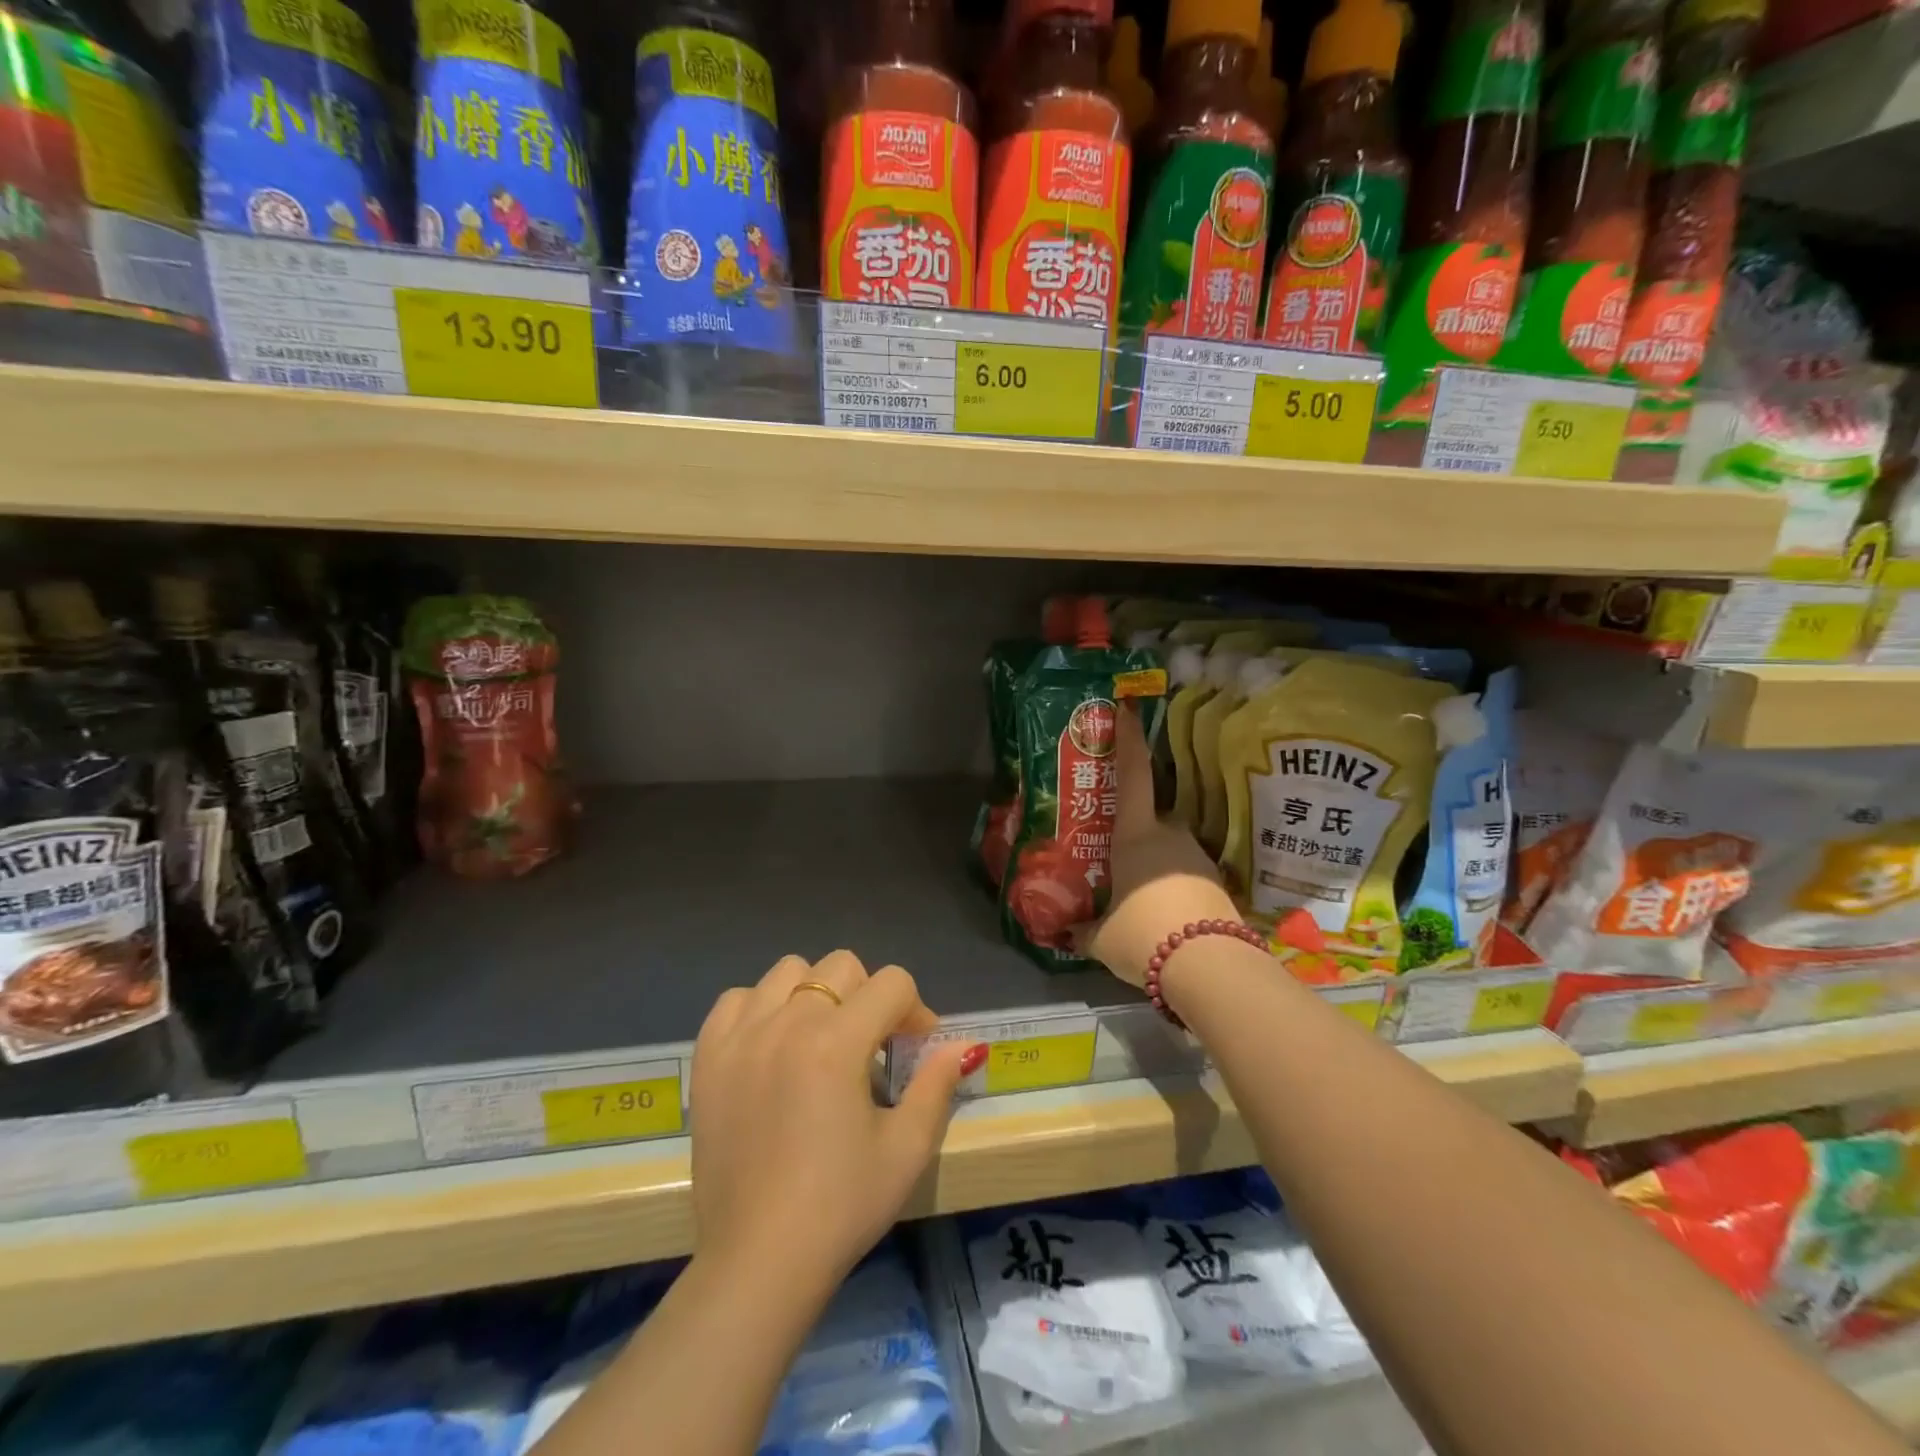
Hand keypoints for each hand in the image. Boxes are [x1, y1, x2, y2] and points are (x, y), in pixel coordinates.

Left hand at [689, 951, 974, 1290]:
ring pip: (788, 970)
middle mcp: (787, 1023)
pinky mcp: (708, 1057)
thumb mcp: (907, 1149)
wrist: (759, 1262)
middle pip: (841, 965)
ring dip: (815, 994)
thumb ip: (937, 1084)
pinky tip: (771, 1046)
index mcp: (838, 1041)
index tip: (913, 1050)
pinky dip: (759, 1009)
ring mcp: (741, 1036)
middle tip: (870, 1046)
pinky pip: (735, 1000)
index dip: (915, 1010)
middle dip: (868, 995)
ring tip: (819, 1040)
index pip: (893, 983)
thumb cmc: (841, 1207)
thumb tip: (963, 1045)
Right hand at [1077, 704, 1240, 987]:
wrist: (1209, 966)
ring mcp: (1198, 858)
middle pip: (1152, 818)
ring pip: (1171, 849)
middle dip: (1136, 831)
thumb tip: (1064, 931)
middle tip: (1119, 854)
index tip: (1127, 709)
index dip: (1129, 740)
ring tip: (1140, 895)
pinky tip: (1164, 914)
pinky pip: (1188, 875)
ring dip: (1156, 864)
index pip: (1132, 776)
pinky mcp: (1219, 883)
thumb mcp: (1102, 938)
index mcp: (1136, 835)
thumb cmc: (1144, 935)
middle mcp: (1170, 836)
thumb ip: (1083, 929)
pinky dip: (1175, 886)